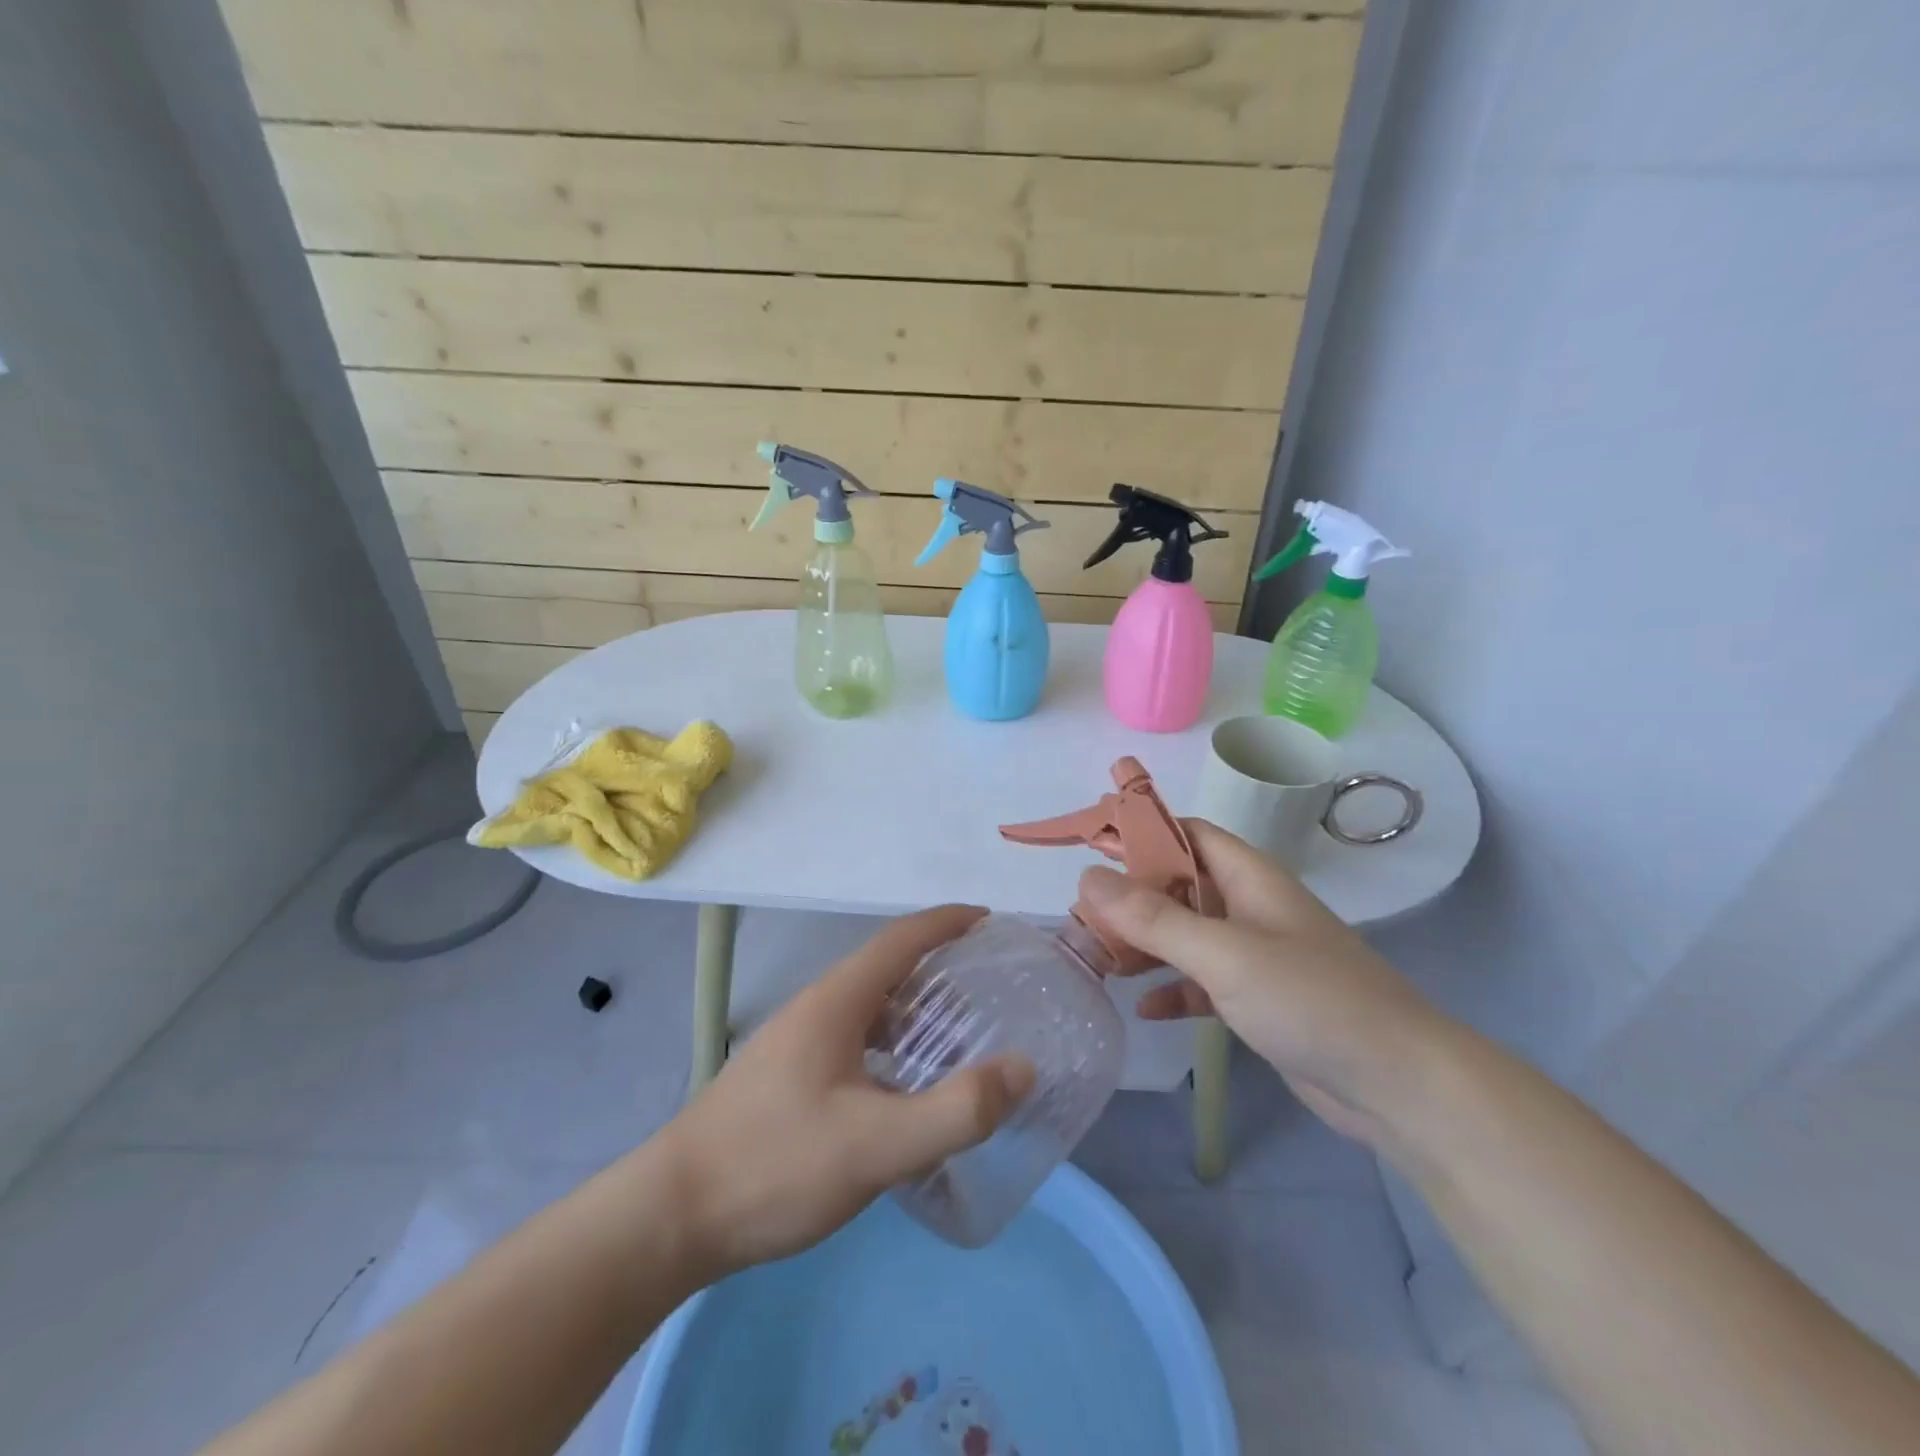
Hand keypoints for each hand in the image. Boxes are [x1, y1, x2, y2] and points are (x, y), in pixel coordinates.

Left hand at [659, 905, 1034, 1275]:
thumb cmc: (775, 1165)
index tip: (992, 921)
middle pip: (888, 968)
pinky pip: (855, 1040)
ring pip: (869, 1008)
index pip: (902, 938)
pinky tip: (905, 1089)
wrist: (670, 1216)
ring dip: (916, 1010)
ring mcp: (796, 1042)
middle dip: (941, 967)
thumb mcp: (877, 1145)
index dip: (949, 922)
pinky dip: (892, 1046)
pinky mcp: (787, 1077)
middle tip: (991, 988)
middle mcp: (816, 1008)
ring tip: (961, 1037)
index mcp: (837, 1001)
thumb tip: (1022, 1068)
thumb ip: (955, 1110)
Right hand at [1078, 821, 1443, 1145]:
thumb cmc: (1310, 1000)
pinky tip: (1145, 1008)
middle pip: (1180, 885)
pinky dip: (1174, 989)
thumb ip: (1154, 918)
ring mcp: (1257, 955)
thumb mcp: (1223, 954)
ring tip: (1099, 958)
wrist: (1399, 1085)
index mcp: (1250, 877)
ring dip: (1147, 944)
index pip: (1187, 834)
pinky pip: (1203, 982)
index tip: (1090, 844)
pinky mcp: (1260, 999)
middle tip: (1082, 914)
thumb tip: (1087, 878)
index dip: (1141, 832)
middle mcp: (1251, 907)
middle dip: (1132, 896)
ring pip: (1187, 935)